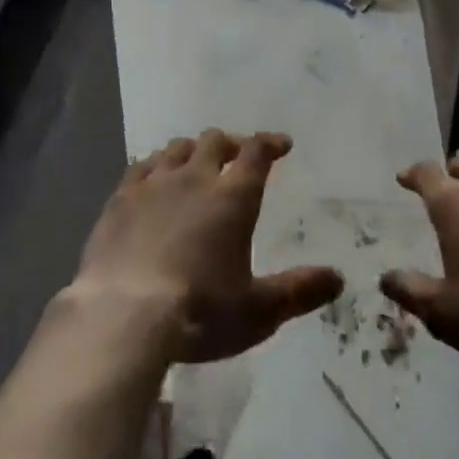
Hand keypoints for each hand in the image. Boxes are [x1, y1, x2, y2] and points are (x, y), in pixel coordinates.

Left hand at [71, 130, 343, 363]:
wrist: (123, 316)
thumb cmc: (199, 312)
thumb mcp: (258, 311)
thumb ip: (299, 291)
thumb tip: (338, 278)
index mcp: (233, 197)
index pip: (257, 153)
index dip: (271, 143)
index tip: (282, 144)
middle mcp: (195, 178)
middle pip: (215, 142)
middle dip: (231, 143)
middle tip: (238, 154)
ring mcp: (154, 184)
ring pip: (177, 148)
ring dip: (192, 150)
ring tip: (196, 162)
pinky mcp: (120, 199)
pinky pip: (141, 166)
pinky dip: (155, 165)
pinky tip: (154, 177)